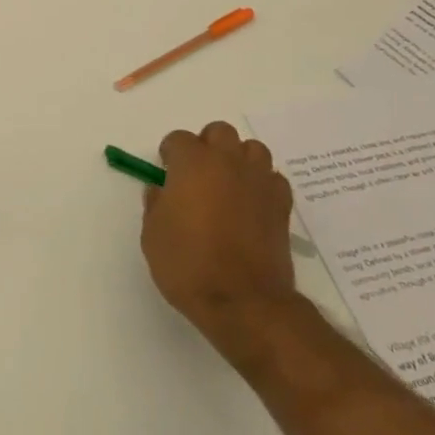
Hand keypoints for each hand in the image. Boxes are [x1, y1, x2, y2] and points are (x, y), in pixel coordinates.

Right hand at [140, 121, 296, 368]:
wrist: (243, 302)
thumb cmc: (188, 265)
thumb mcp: (152, 235)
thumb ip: (155, 204)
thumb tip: (161, 190)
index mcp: (192, 163)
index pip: (178, 139)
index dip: (170, 154)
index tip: (167, 173)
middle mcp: (227, 161)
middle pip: (219, 132)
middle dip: (207, 146)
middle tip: (198, 174)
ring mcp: (258, 180)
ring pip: (252, 149)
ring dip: (238, 159)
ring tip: (228, 184)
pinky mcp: (281, 203)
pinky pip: (272, 178)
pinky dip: (262, 184)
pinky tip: (252, 204)